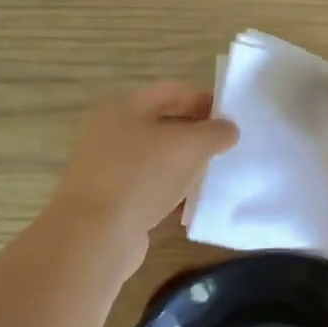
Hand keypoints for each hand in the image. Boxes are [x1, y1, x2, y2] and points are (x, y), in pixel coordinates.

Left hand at [46, 82, 237, 250]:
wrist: (95, 235)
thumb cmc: (142, 175)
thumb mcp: (190, 145)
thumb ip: (215, 132)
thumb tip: (228, 129)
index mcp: (125, 107)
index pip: (171, 91)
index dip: (203, 98)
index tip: (232, 115)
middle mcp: (112, 132)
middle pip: (162, 124)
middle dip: (196, 133)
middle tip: (227, 146)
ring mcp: (109, 169)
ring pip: (157, 159)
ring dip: (185, 165)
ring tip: (216, 175)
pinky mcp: (112, 202)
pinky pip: (149, 190)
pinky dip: (171, 194)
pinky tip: (194, 206)